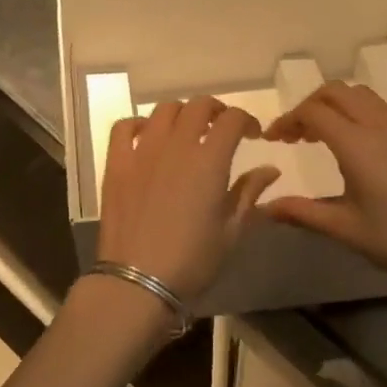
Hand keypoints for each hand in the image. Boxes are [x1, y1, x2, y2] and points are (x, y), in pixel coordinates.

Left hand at [95, 96, 282, 306]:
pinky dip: (138, 124)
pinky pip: (124, 126)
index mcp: (209, 160)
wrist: (138, 281)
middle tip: (221, 128)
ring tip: (186, 131)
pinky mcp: (116, 162)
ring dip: (181, 114)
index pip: (232, 119)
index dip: (246, 120)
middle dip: (215, 110)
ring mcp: (142, 150)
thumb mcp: (231, 231)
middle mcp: (176, 145)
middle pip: (198, 105)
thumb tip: (270, 170)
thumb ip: (249, 194)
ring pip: (163, 110)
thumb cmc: (192, 260)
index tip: (252, 134)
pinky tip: (147, 137)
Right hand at [261, 82, 386, 289]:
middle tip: (295, 134)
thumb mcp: (344, 229)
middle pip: (336, 92)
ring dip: (337, 105)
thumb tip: (264, 207)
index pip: (312, 112)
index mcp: (357, 144)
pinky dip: (364, 111)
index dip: (287, 120)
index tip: (273, 140)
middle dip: (309, 105)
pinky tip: (364, 140)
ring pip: (362, 95)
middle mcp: (380, 125)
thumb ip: (301, 212)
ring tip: (325, 134)